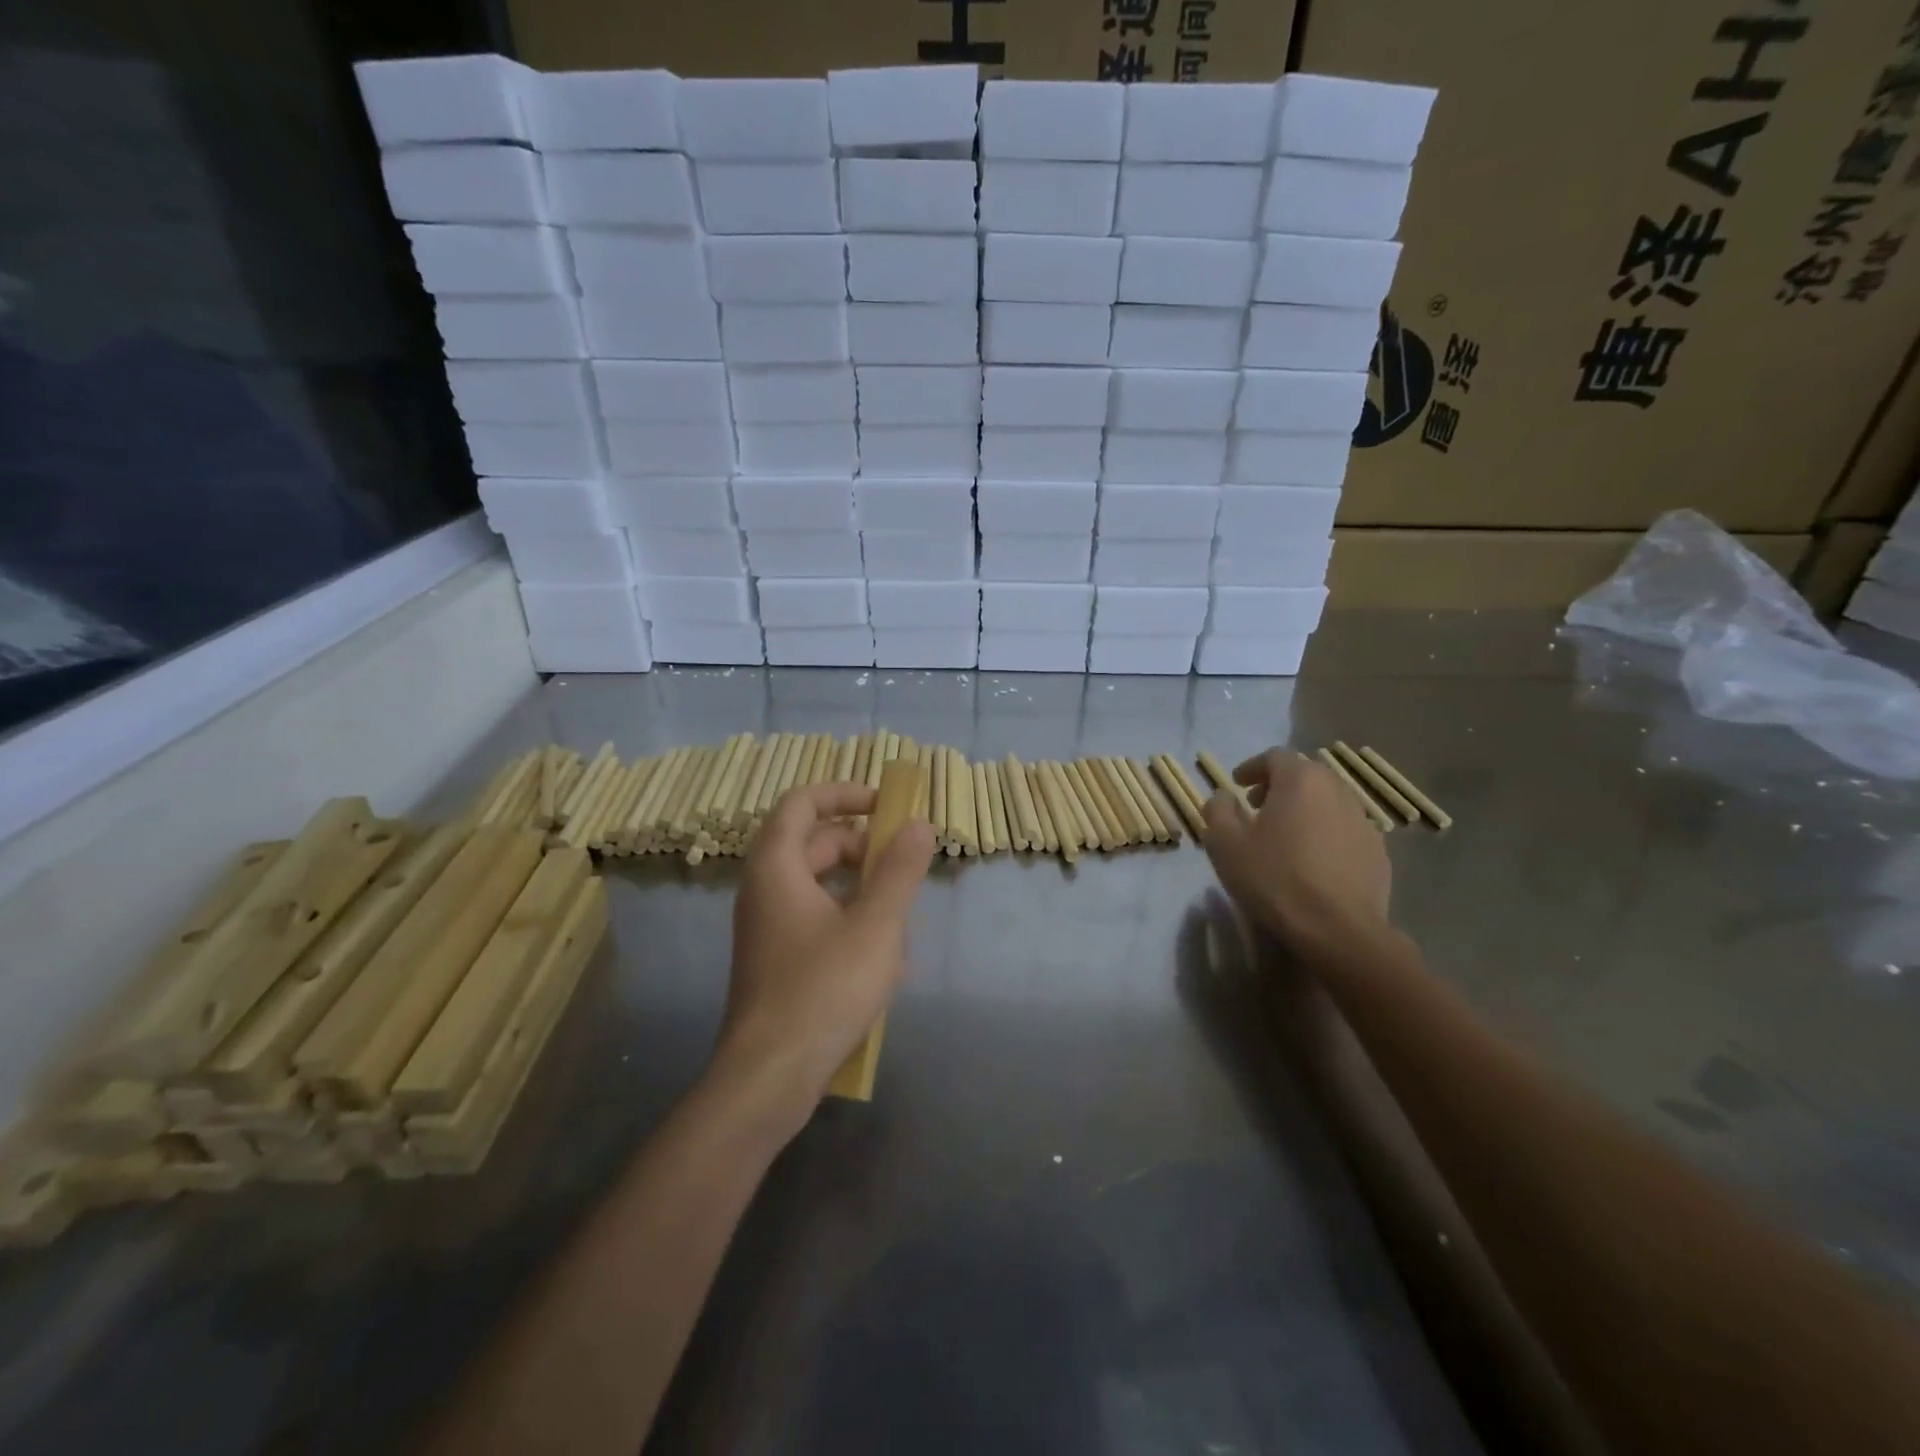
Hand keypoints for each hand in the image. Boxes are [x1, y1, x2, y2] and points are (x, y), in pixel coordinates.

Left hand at [713, 782, 935, 1132]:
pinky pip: (815, 920)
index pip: (803, 802)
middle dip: (862, 845)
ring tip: (899, 916)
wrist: (769, 1077)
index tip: (886, 804)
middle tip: (903, 863)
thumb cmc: (823, 990)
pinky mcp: (776, 960)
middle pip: (813, 842)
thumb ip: (900, 870)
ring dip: (860, 888)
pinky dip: (848, 920)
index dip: (845, 793)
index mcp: (777, 867)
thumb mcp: (876, 925)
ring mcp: (767, 928)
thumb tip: (918, 824)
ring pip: (818, 885)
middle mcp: (764, 890)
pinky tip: (883, 956)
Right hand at [1201, 748, 1392, 954]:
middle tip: (1258, 808)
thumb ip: (1218, 809)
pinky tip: (1312, 862)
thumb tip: (1224, 796)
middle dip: (1279, 786)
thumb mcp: (1225, 843)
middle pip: (1306, 775)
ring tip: (1285, 836)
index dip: (1252, 767)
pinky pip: (1344, 830)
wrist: (1338, 930)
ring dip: (1304, 809)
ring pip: (1328, 802)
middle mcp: (1337, 790)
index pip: (1275, 756)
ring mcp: (1363, 821)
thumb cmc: (1274, 878)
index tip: (1237, 785)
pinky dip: (1325, 834)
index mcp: (1300, 780)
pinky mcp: (1378, 852)